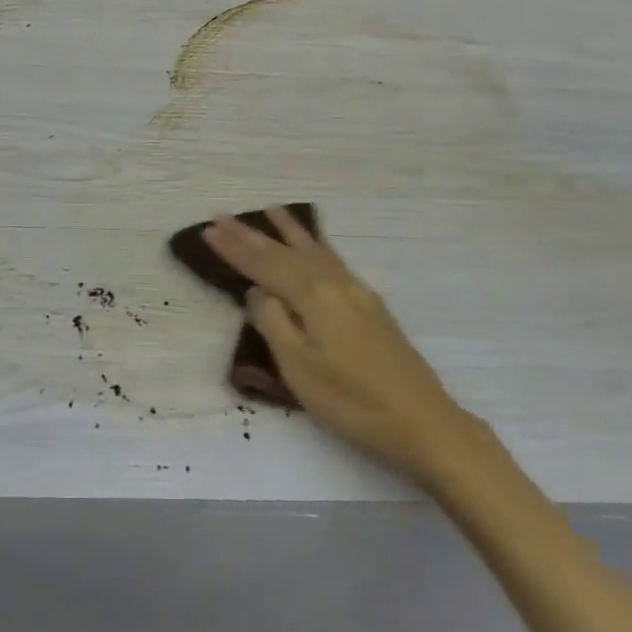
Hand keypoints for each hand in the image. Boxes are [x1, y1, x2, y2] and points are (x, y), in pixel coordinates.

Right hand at [203, 207, 475, 483]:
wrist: (424, 421)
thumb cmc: (354, 403)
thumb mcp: (300, 370)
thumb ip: (274, 324)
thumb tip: (257, 291)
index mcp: (313, 297)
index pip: (264, 266)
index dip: (234, 249)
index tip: (207, 231)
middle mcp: (334, 284)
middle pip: (285, 253)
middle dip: (251, 235)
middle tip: (222, 215)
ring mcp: (356, 291)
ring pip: (313, 251)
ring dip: (288, 231)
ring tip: (270, 210)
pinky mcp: (370, 304)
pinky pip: (333, 259)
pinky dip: (316, 245)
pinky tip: (314, 245)